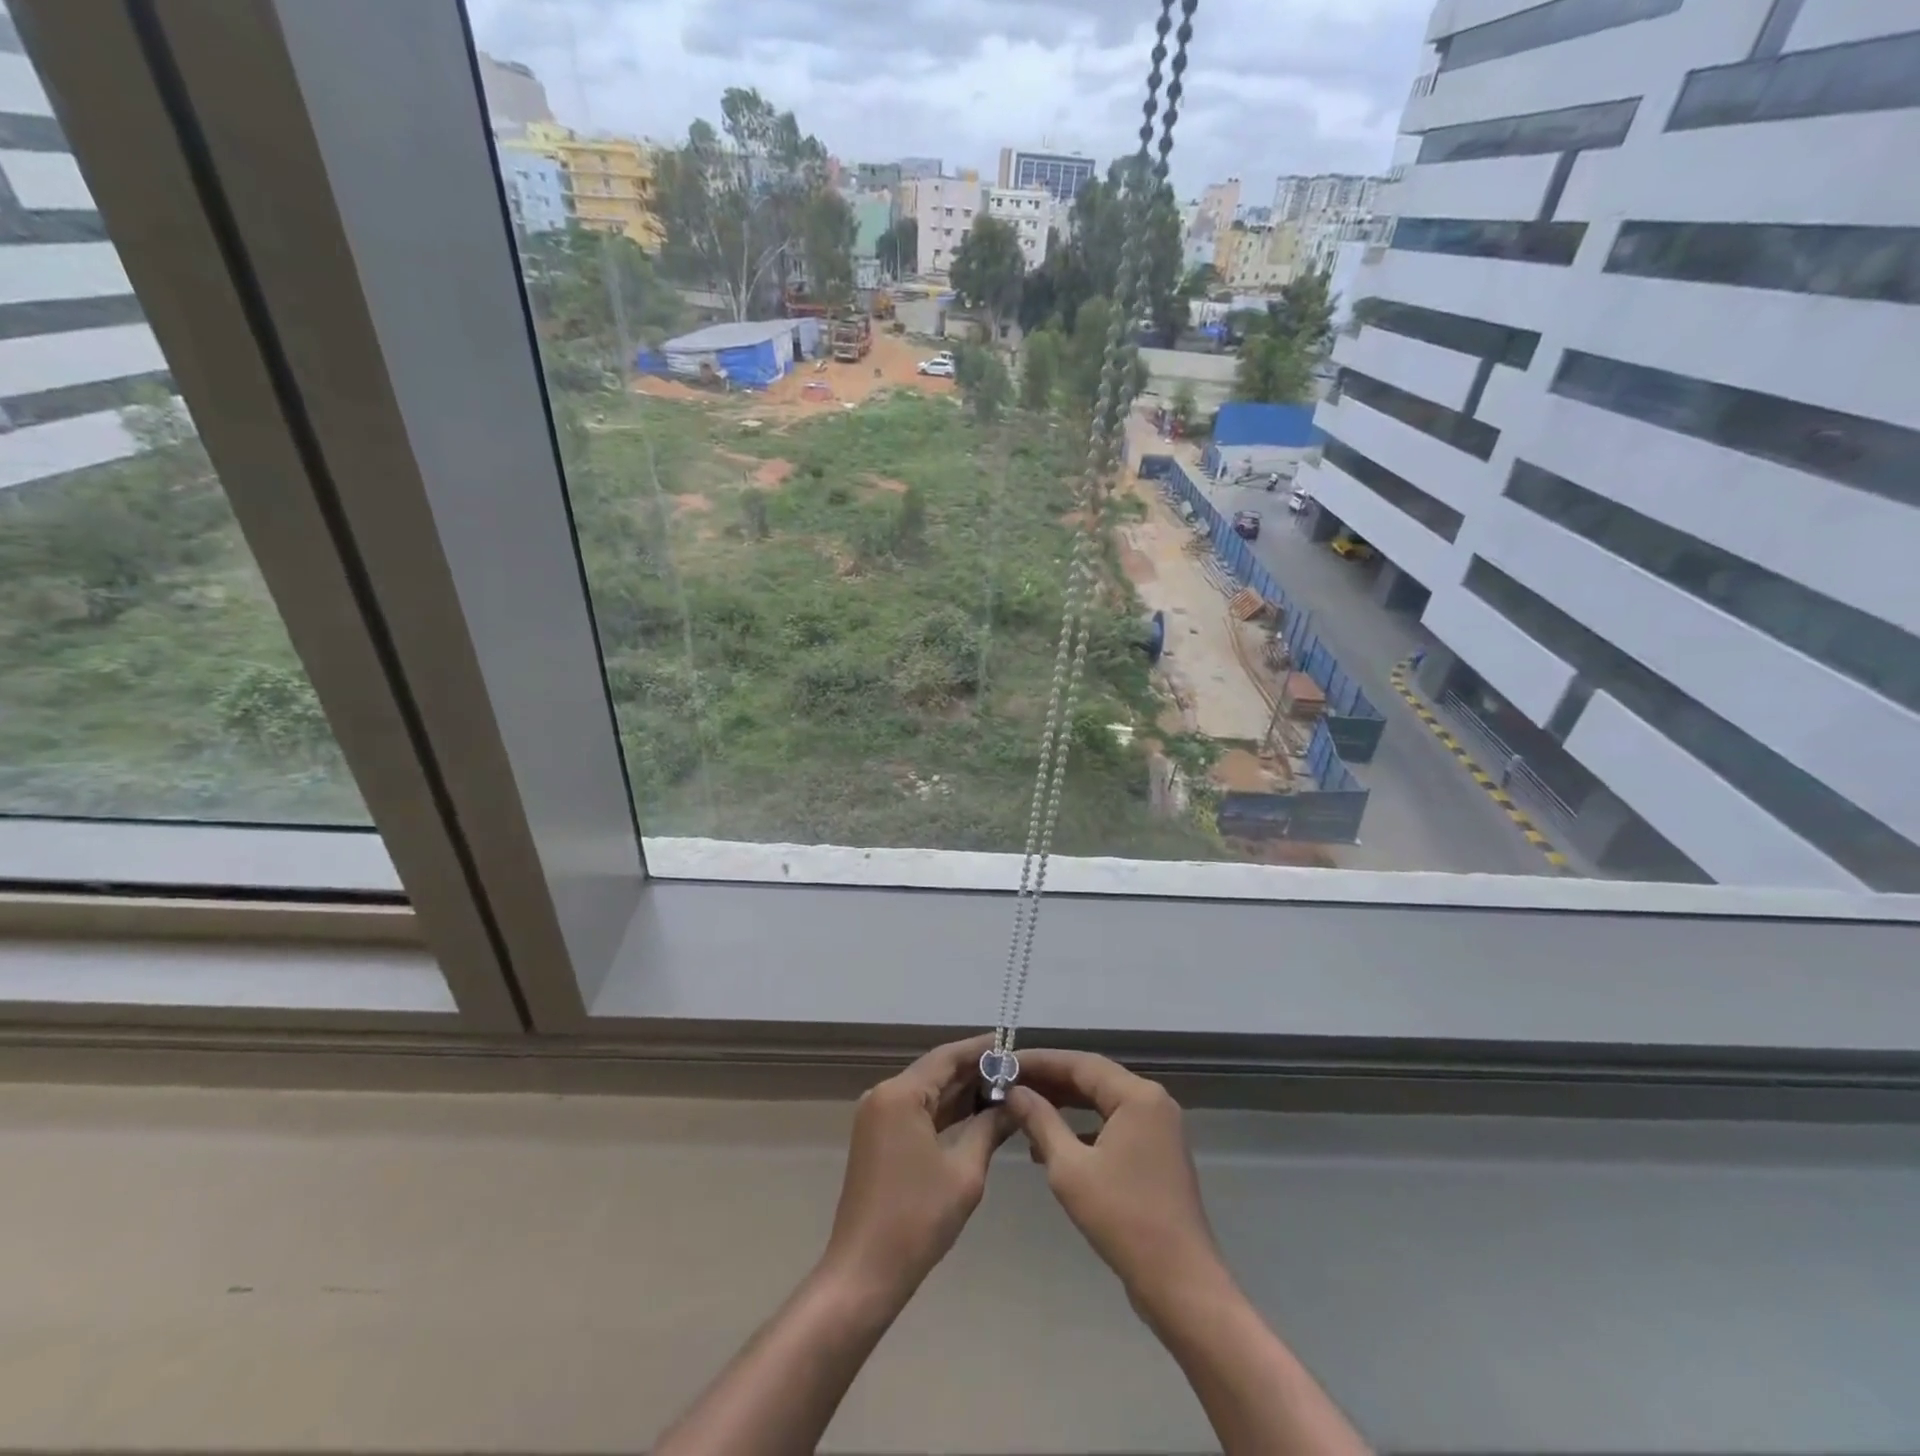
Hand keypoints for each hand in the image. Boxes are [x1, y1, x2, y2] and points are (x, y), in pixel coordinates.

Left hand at [819, 1034, 1013, 1308]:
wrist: (863, 1274)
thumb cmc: (916, 1220)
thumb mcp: (964, 1172)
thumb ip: (990, 1128)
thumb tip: (1015, 1103)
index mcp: (900, 1094)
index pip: (947, 1056)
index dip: (981, 1049)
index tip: (1013, 1044)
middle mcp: (884, 1095)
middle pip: (936, 1071)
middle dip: (975, 1071)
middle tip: (1017, 1070)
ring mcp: (878, 1116)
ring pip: (927, 1092)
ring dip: (961, 1092)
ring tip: (1005, 1089)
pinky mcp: (878, 1137)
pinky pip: (917, 1112)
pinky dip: (945, 1112)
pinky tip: (977, 1114)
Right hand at [1007, 1049, 1223, 1308]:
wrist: (1180, 1283)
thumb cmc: (1123, 1219)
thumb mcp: (1069, 1168)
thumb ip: (1040, 1121)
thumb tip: (1014, 1091)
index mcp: (1137, 1096)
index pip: (1079, 1063)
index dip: (1040, 1061)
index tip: (1004, 1063)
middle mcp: (1152, 1101)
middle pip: (1092, 1078)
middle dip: (1050, 1082)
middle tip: (1009, 1084)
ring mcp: (1158, 1128)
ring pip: (1101, 1102)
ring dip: (1064, 1105)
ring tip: (1023, 1110)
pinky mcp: (1156, 1153)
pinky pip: (1113, 1125)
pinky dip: (1082, 1129)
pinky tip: (1051, 1145)